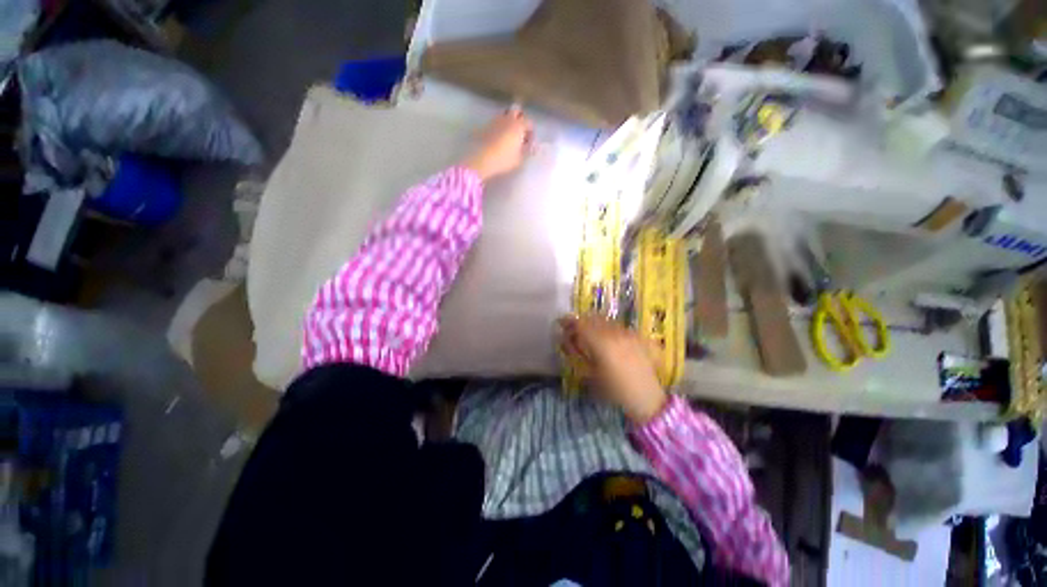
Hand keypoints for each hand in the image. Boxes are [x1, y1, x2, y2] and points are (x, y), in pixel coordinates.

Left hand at [462, 107, 533, 181]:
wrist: (482, 158)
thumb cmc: (504, 159)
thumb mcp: (519, 158)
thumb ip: (527, 150)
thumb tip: (532, 146)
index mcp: (519, 126)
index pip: (529, 122)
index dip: (531, 131)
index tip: (529, 141)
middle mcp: (508, 119)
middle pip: (517, 110)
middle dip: (520, 118)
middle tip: (520, 131)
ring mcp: (496, 120)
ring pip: (505, 113)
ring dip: (509, 120)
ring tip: (509, 134)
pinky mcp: (487, 125)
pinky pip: (497, 120)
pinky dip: (500, 125)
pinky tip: (500, 136)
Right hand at [558, 315, 667, 423]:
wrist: (645, 397)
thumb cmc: (614, 390)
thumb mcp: (590, 374)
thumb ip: (577, 353)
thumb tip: (566, 340)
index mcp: (602, 343)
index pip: (581, 324)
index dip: (569, 322)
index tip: (561, 324)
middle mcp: (615, 333)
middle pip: (593, 318)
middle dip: (582, 322)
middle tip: (574, 329)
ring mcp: (628, 333)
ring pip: (606, 320)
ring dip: (595, 323)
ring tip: (591, 333)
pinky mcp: (637, 336)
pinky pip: (619, 326)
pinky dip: (608, 328)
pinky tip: (608, 338)